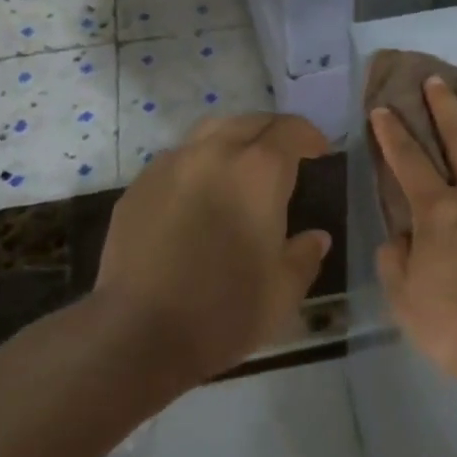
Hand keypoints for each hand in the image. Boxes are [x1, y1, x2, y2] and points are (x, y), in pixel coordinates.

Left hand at [95, 113, 332, 385]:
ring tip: (241, 168)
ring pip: (209, 132)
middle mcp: (214, 153)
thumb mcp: (283, 291)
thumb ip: (305, 256)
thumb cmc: (224, 311)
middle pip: (250, 121)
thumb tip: (315, 238)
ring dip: (234, 140)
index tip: (320, 152)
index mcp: (258, 171)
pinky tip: (199, 196)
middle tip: (284, 159)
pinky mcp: (138, 187)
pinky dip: (199, 164)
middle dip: (273, 133)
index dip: (310, 136)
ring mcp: (170, 165)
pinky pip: (178, 158)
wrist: (137, 335)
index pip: (291, 130)